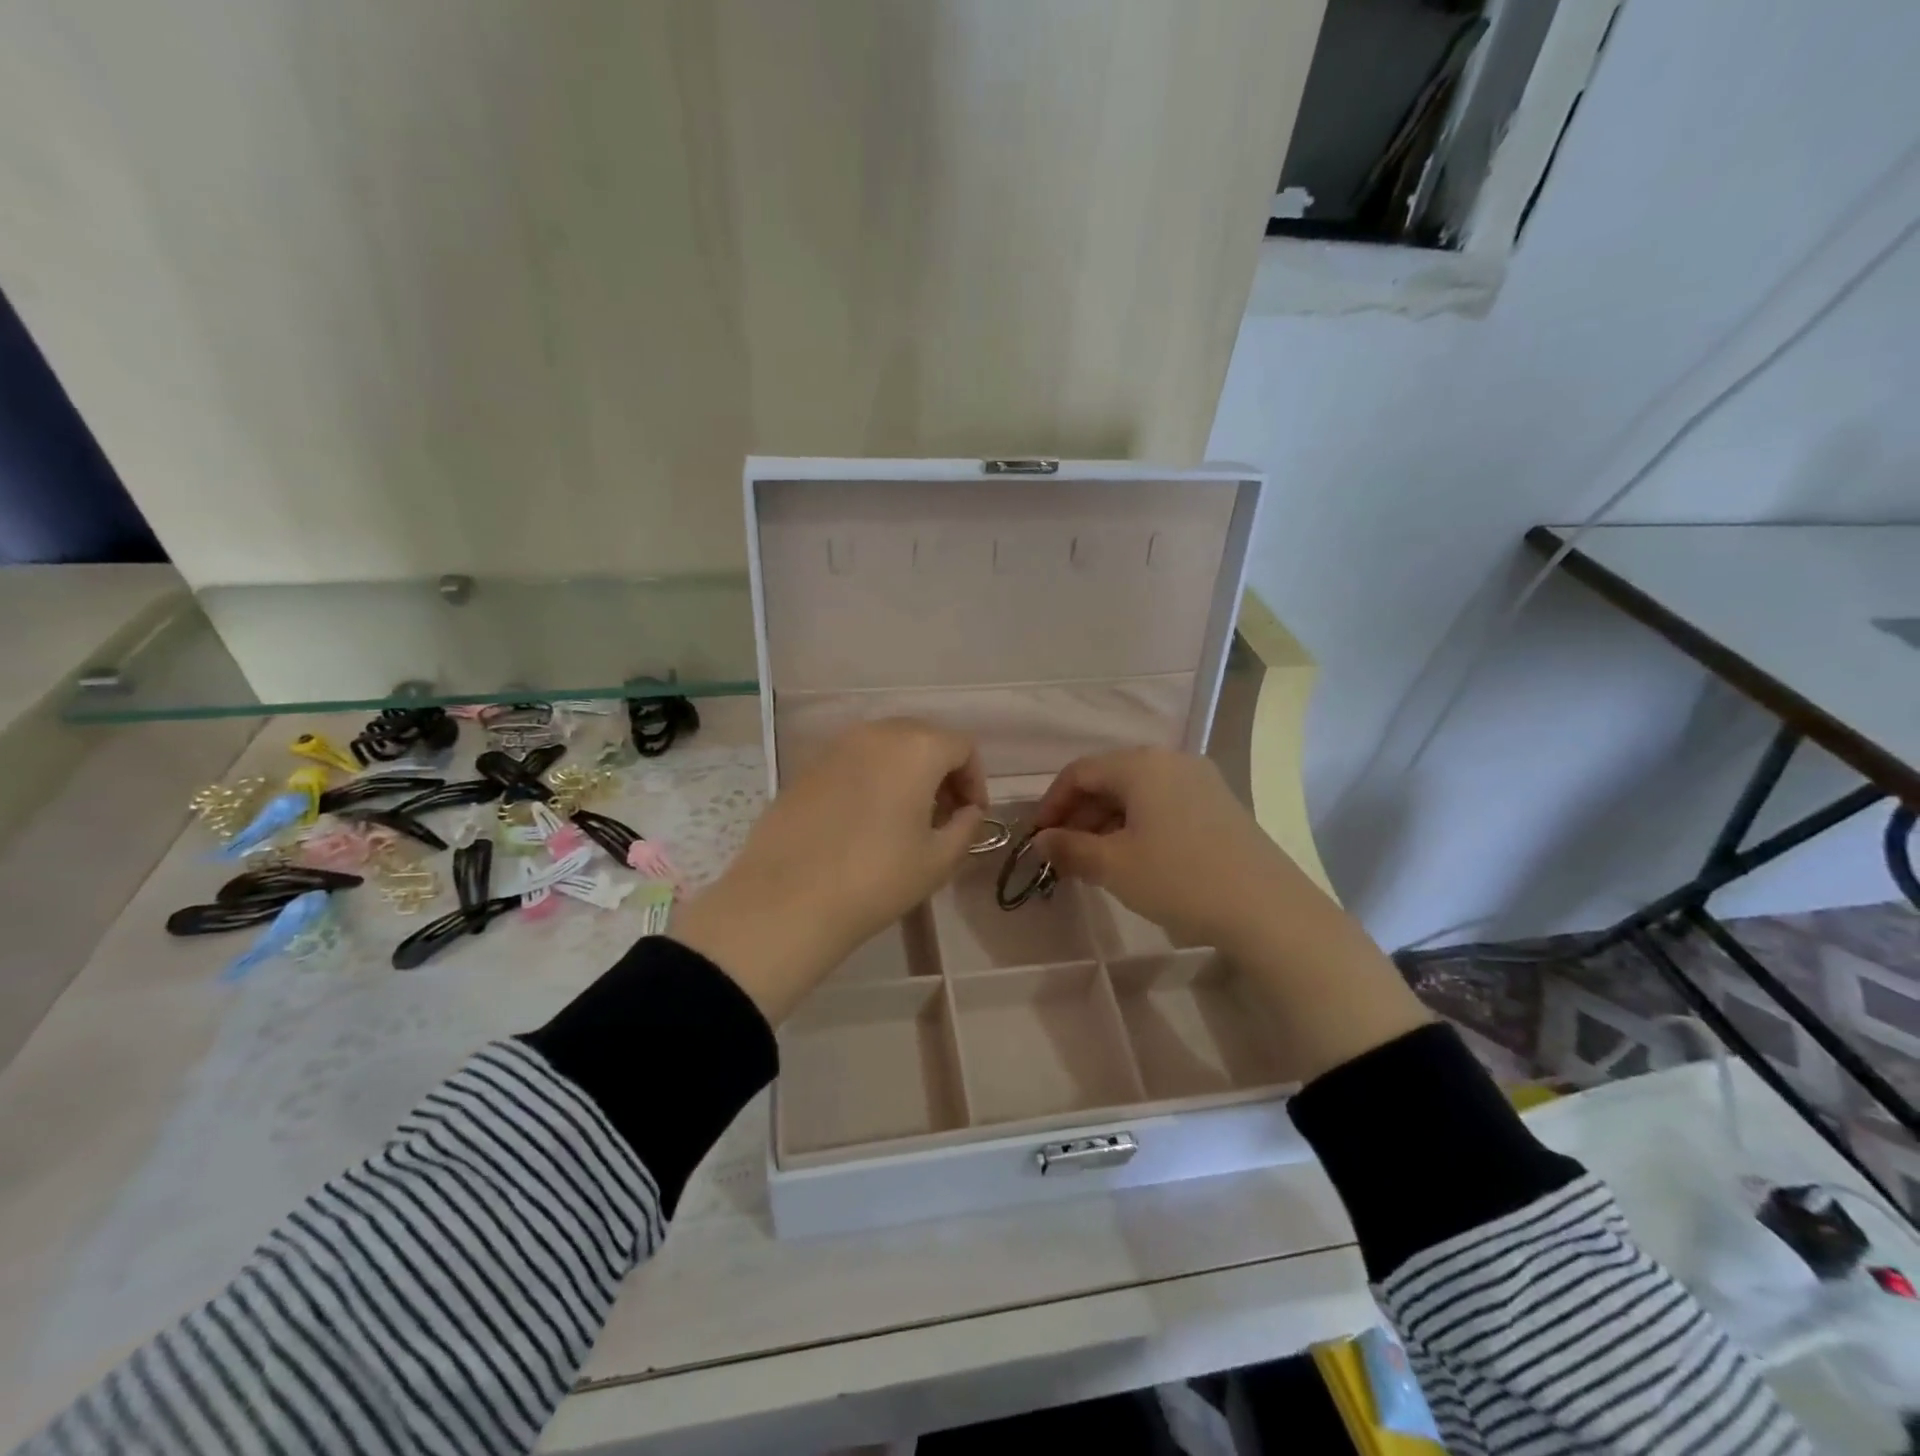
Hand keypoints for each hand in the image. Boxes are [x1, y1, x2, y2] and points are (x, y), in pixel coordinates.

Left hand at [672, 719, 985, 1022]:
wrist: (787, 900)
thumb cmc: (876, 879)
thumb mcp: (938, 860)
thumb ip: (965, 827)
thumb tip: (968, 812)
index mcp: (916, 748)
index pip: (962, 747)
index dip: (975, 780)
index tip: (971, 816)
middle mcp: (876, 733)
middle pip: (924, 737)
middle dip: (942, 771)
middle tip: (943, 814)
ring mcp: (836, 746)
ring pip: (886, 746)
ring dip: (906, 772)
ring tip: (905, 817)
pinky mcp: (807, 766)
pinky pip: (854, 760)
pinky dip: (872, 777)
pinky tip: (865, 819)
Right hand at [1032, 748, 1304, 957]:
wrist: (1268, 909)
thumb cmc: (1180, 879)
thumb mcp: (1114, 866)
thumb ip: (1069, 848)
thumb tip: (1041, 840)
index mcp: (1141, 765)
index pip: (1079, 772)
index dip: (1051, 804)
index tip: (1037, 839)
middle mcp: (1171, 761)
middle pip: (1109, 779)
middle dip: (1079, 815)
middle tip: (1062, 854)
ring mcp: (1200, 781)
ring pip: (1137, 794)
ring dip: (1106, 823)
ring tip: (1093, 862)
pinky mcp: (1219, 805)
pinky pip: (1163, 805)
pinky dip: (1137, 826)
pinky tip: (1133, 859)